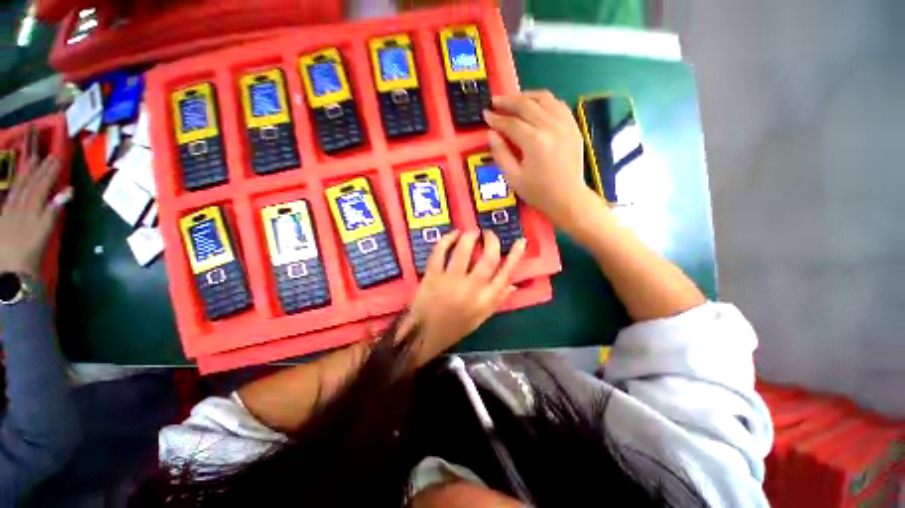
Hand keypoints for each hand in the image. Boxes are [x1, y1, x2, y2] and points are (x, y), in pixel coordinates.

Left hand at [0, 135, 71, 276]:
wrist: (11, 269)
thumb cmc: (32, 251)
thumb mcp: (45, 232)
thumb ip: (54, 210)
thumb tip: (68, 192)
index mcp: (31, 207)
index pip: (42, 184)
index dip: (50, 170)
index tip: (58, 157)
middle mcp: (20, 203)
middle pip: (29, 181)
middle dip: (38, 167)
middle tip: (46, 152)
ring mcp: (10, 209)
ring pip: (19, 185)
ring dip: (26, 172)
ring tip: (32, 159)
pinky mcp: (4, 216)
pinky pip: (11, 194)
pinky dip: (16, 184)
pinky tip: (18, 180)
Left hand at [406, 230, 526, 364]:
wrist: (425, 334)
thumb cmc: (454, 327)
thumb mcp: (480, 318)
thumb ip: (497, 300)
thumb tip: (513, 284)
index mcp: (485, 300)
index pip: (506, 274)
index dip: (515, 255)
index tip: (520, 241)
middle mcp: (471, 288)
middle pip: (489, 258)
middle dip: (492, 241)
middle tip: (488, 234)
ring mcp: (450, 280)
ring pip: (464, 250)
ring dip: (470, 236)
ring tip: (472, 232)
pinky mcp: (432, 275)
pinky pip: (440, 252)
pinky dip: (447, 239)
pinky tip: (453, 234)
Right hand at [484, 90, 595, 227]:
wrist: (568, 198)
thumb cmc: (538, 192)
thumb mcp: (513, 178)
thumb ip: (500, 154)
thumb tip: (491, 134)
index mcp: (534, 141)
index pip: (511, 123)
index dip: (496, 118)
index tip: (485, 114)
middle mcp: (551, 126)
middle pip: (526, 105)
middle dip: (507, 102)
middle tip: (495, 101)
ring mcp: (565, 124)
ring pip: (544, 98)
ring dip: (526, 96)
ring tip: (514, 100)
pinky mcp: (573, 127)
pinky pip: (558, 105)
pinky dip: (545, 101)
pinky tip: (536, 106)